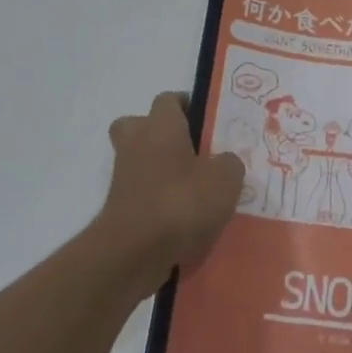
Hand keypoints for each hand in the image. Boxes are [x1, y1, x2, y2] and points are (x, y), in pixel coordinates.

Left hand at [98, 93, 243, 292]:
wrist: (134, 253)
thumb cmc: (181, 202)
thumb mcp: (226, 178)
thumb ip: (230, 163)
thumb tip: (224, 162)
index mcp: (160, 126)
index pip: (169, 99)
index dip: (188, 106)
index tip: (209, 122)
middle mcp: (136, 144)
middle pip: (142, 126)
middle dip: (163, 135)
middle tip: (194, 152)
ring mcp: (124, 177)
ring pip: (142, 162)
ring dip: (164, 172)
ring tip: (199, 192)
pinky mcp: (120, 209)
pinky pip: (144, 196)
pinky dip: (161, 203)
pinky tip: (189, 221)